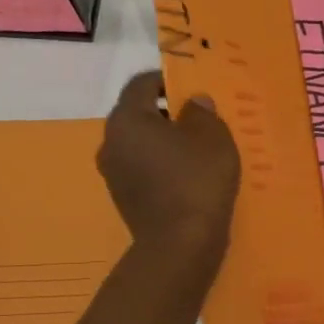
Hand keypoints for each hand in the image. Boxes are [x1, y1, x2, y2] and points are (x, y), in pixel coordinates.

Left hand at [97, 71, 239, 261]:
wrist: (181, 245)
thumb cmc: (196, 180)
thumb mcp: (212, 136)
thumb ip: (201, 111)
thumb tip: (192, 103)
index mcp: (127, 119)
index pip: (142, 83)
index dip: (167, 79)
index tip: (193, 87)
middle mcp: (111, 142)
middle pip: (138, 114)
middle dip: (167, 111)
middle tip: (199, 118)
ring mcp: (113, 173)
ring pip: (140, 143)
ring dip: (164, 140)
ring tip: (197, 149)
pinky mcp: (123, 198)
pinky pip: (143, 168)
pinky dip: (161, 165)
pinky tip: (188, 176)